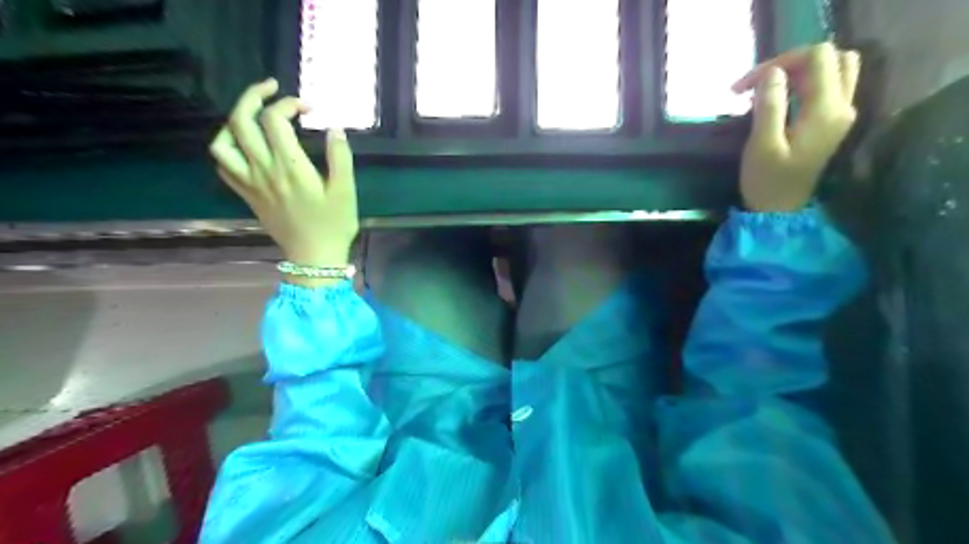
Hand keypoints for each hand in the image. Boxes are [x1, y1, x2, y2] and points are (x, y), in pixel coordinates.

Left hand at [208, 81, 358, 284]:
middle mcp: (263, 170)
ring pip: (223, 142)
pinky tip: (244, 146)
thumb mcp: (346, 191)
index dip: (289, 104)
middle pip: (241, 121)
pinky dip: (228, 148)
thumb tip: (335, 129)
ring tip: (252, 116)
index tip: (309, 108)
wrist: (314, 257)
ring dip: (233, 121)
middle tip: (272, 89)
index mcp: (290, 167)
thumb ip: (340, 158)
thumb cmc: (334, 225)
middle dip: (253, 96)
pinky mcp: (247, 195)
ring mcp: (250, 183)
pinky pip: (224, 166)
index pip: (275, 119)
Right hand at [735, 43, 862, 211]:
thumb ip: (769, 105)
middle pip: (831, 58)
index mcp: (826, 109)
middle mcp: (843, 105)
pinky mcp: (832, 122)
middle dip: (792, 63)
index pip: (817, 57)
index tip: (747, 84)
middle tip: (760, 83)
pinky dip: (804, 83)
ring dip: (800, 71)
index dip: (781, 61)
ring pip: (834, 69)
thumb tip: (771, 72)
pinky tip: (779, 99)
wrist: (779, 211)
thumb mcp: (762, 144)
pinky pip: (828, 86)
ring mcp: (841, 114)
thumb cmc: (767, 181)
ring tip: (768, 89)